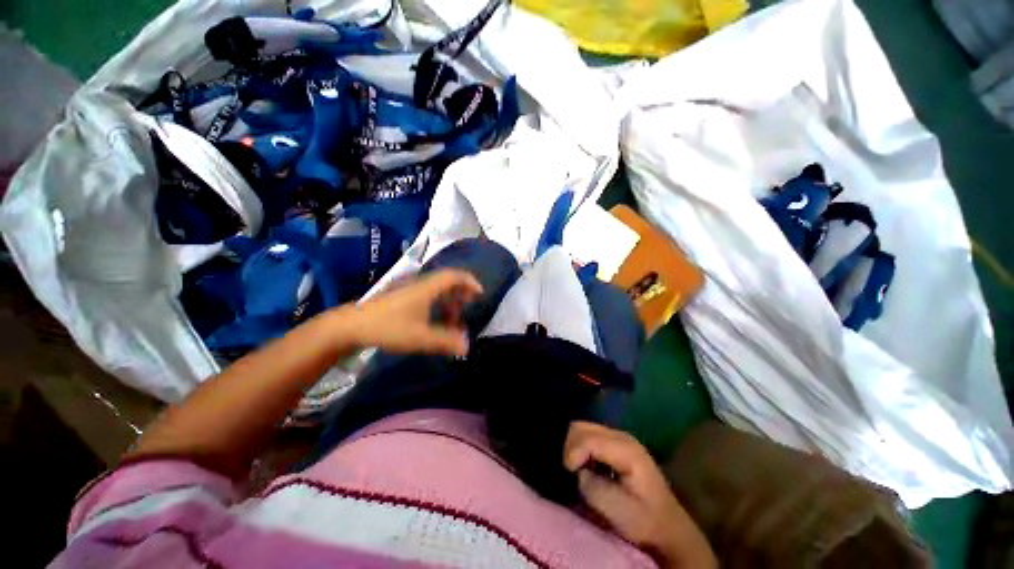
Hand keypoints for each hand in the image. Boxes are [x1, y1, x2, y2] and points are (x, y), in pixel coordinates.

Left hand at [341, 269, 482, 356]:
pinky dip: (437, 306)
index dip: (470, 282)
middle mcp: (420, 285)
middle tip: (469, 310)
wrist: (351, 326)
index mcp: (427, 288)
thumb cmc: (388, 328)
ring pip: (437, 291)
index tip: (480, 294)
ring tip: (454, 321)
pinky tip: (436, 322)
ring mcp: (410, 291)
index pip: (454, 276)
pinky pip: (427, 297)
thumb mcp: (420, 337)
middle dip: (461, 295)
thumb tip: (467, 346)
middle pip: (447, 283)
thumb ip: (445, 341)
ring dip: (449, 303)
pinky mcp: (402, 299)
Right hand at [564, 422, 715, 567]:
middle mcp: (621, 436)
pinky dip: (581, 447)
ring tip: (577, 468)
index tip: (569, 473)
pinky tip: (586, 465)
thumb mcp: (619, 511)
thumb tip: (579, 473)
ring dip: (575, 446)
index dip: (573, 453)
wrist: (667, 526)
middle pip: (582, 427)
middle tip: (571, 471)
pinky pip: (588, 435)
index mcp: (626, 450)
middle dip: (570, 447)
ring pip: (583, 428)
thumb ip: (594, 488)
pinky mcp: (615, 443)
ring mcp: (618, 437)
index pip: (588, 438)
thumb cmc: (645, 521)